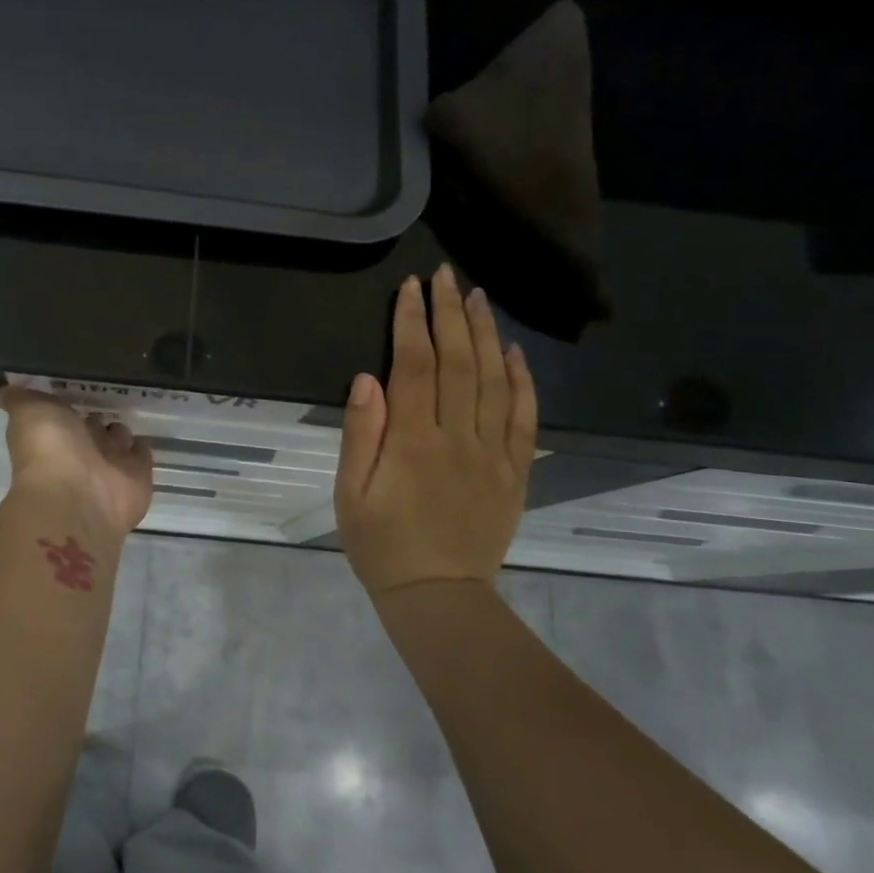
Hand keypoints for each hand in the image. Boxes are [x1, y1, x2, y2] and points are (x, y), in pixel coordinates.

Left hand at [0, 384, 155, 536]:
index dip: (69, 402)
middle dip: (97, 417)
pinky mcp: (137, 476)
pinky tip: (142, 435)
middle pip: (92, 428)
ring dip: (120, 430)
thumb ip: (18, 397)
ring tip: (126, 413)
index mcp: (54, 434)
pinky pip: (141, 456)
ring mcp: (110, 465)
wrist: (79, 496)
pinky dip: (141, 448)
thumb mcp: (28, 410)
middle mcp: (81, 451)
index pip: (64, 413)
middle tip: (109, 399)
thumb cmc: (50, 449)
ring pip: (118, 440)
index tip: (77, 385)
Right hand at [335, 265, 537, 600]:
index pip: (415, 366)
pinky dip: (522, 381)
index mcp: (412, 443)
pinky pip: (524, 418)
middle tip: (446, 276)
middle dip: (449, 314)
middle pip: (458, 362)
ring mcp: (492, 454)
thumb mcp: (349, 493)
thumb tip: (368, 377)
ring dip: (485, 334)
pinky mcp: (515, 472)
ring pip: (494, 381)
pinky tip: (514, 352)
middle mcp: (457, 438)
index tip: (411, 287)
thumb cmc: (381, 544)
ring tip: (477, 297)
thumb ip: (360, 433)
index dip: (412, 322)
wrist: (438, 596)